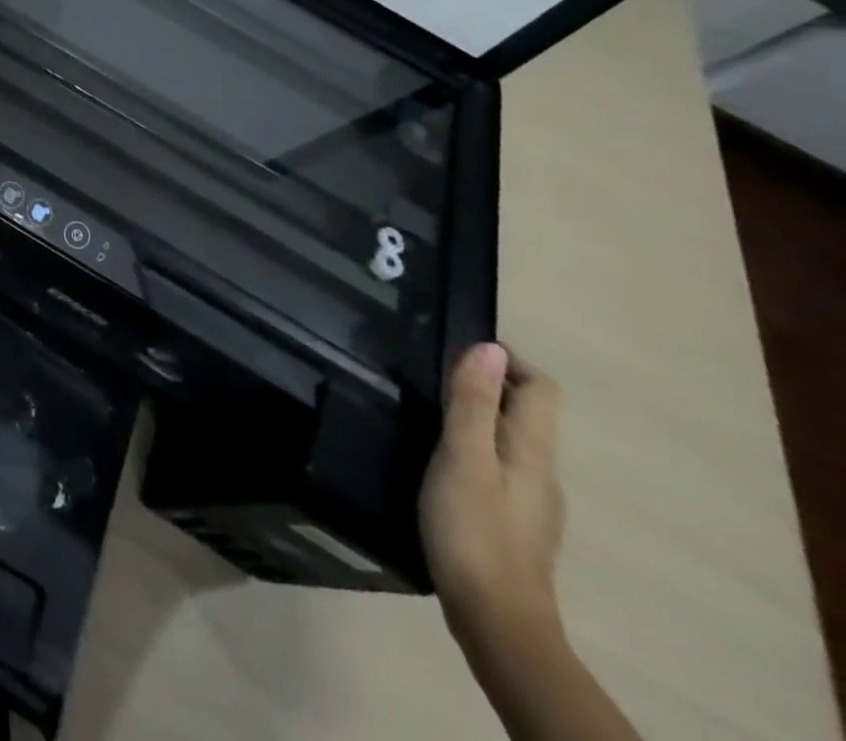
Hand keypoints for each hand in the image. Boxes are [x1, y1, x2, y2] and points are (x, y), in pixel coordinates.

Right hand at [421, 344, 566, 656]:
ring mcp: (529, 501)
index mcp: (533, 452)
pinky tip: (440, 457)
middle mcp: (541, 472)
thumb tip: (490, 348)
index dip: (508, 361)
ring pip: (510, 440)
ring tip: (428, 408)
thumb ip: (474, 404)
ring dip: (478, 414)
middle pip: (526, 413)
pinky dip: (474, 444)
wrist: (496, 621)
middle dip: (488, 383)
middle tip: (432, 371)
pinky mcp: (511, 521)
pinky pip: (498, 464)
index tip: (459, 348)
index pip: (541, 389)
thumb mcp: (464, 458)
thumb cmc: (474, 530)